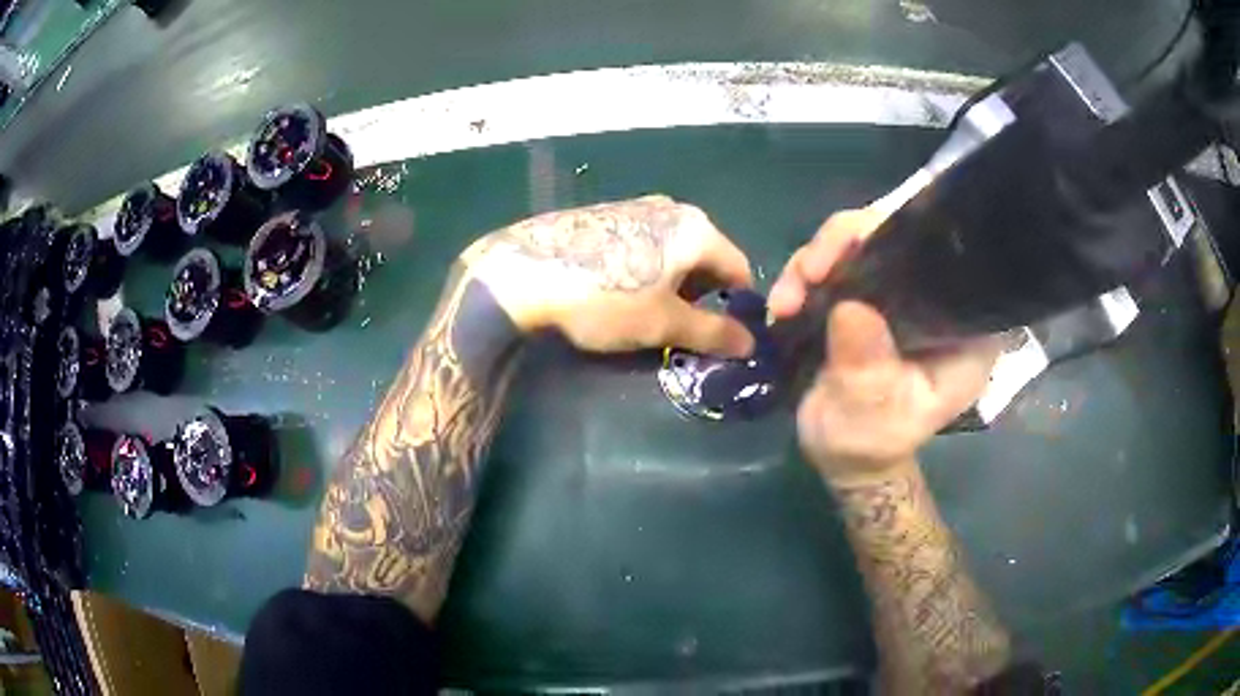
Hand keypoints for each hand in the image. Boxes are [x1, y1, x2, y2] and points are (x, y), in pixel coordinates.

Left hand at [464, 196, 754, 355]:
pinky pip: (644, 242)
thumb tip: (750, 343)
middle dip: (701, 294)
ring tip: (647, 312)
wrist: (523, 272)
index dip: (737, 304)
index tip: (721, 333)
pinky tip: (618, 289)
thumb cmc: (606, 298)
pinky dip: (646, 267)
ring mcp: (636, 205)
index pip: (738, 268)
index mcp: (696, 228)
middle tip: (680, 327)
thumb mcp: (663, 324)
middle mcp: (672, 208)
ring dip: (672, 282)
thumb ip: (713, 332)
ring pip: (673, 250)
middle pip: (706, 256)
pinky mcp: (606, 213)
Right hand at [770, 210, 1000, 484]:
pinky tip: (783, 304)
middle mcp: (933, 298)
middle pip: (892, 236)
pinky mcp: (864, 294)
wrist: (843, 455)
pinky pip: (834, 263)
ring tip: (784, 302)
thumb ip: (868, 370)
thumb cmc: (873, 443)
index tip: (850, 256)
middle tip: (806, 275)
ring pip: (856, 243)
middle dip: (842, 245)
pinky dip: (803, 276)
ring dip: (812, 262)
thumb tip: (850, 309)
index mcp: (961, 326)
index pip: (940, 259)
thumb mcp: (876, 416)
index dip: (897, 241)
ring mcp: (896, 292)